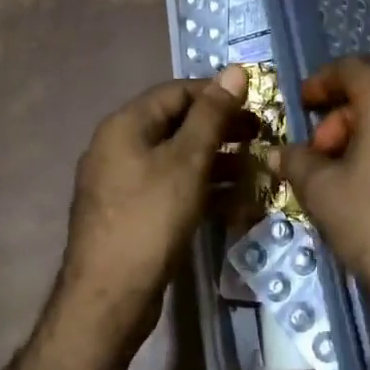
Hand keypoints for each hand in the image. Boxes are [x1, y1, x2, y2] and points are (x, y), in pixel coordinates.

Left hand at [57, 65, 253, 336]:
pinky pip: (172, 189)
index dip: (216, 93)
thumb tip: (234, 70)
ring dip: (218, 163)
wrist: (108, 298)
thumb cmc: (149, 219)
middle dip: (221, 130)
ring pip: (178, 160)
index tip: (255, 103)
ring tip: (257, 171)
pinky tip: (237, 205)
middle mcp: (120, 147)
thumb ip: (212, 115)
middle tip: (261, 137)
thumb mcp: (187, 161)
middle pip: (177, 125)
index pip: (176, 92)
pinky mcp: (133, 214)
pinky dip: (203, 191)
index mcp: (125, 125)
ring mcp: (124, 183)